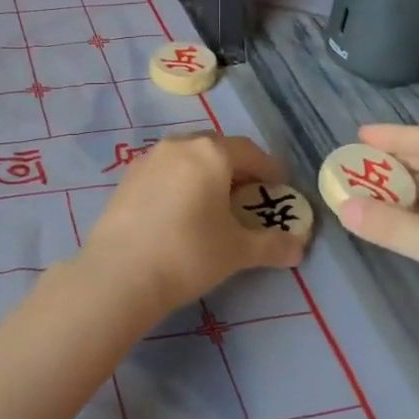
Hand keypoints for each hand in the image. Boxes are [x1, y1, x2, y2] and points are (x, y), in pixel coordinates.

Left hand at [80, 134, 308, 320]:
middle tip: (249, 193)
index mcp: (211, 154)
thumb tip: (298, 247)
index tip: (280, 186)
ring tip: (214, 202)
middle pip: (216, 149)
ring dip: (205, 173)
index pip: (250, 152)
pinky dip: (180, 182)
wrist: (120, 272)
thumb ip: (272, 245)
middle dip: (236, 168)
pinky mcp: (126, 178)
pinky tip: (181, 210)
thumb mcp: (238, 252)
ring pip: (187, 157)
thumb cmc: (189, 254)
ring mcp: (148, 159)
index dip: (269, 168)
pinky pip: (164, 171)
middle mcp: (179, 145)